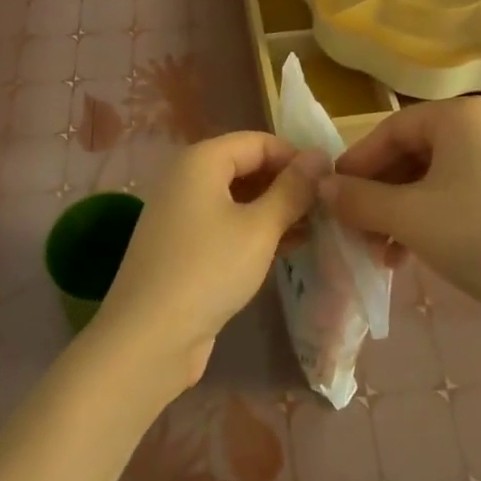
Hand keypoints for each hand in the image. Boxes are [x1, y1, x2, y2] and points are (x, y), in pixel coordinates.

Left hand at [91, 132, 326, 394]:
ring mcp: (183, 213)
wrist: (148, 338)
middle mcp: (188, 178)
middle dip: (286, 184)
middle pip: (246, 167)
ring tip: (317, 229)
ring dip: (275, 210)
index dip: (295, 157)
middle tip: (328, 208)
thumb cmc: (208, 270)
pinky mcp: (184, 246)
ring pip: (238, 198)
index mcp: (201, 160)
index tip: (331, 182)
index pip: (258, 142)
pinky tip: (289, 248)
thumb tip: (318, 157)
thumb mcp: (259, 228)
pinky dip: (256, 230)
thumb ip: (292, 190)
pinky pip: (227, 224)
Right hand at [319, 97, 480, 352]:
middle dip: (376, 194)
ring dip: (396, 213)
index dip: (356, 164)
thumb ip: (358, 199)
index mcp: (460, 116)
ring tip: (377, 250)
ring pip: (428, 181)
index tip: (330, 196)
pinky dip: (424, 222)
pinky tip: (405, 256)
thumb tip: (321, 186)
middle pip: (409, 154)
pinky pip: (452, 199)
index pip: (390, 130)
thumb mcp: (410, 218)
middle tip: (352, 228)